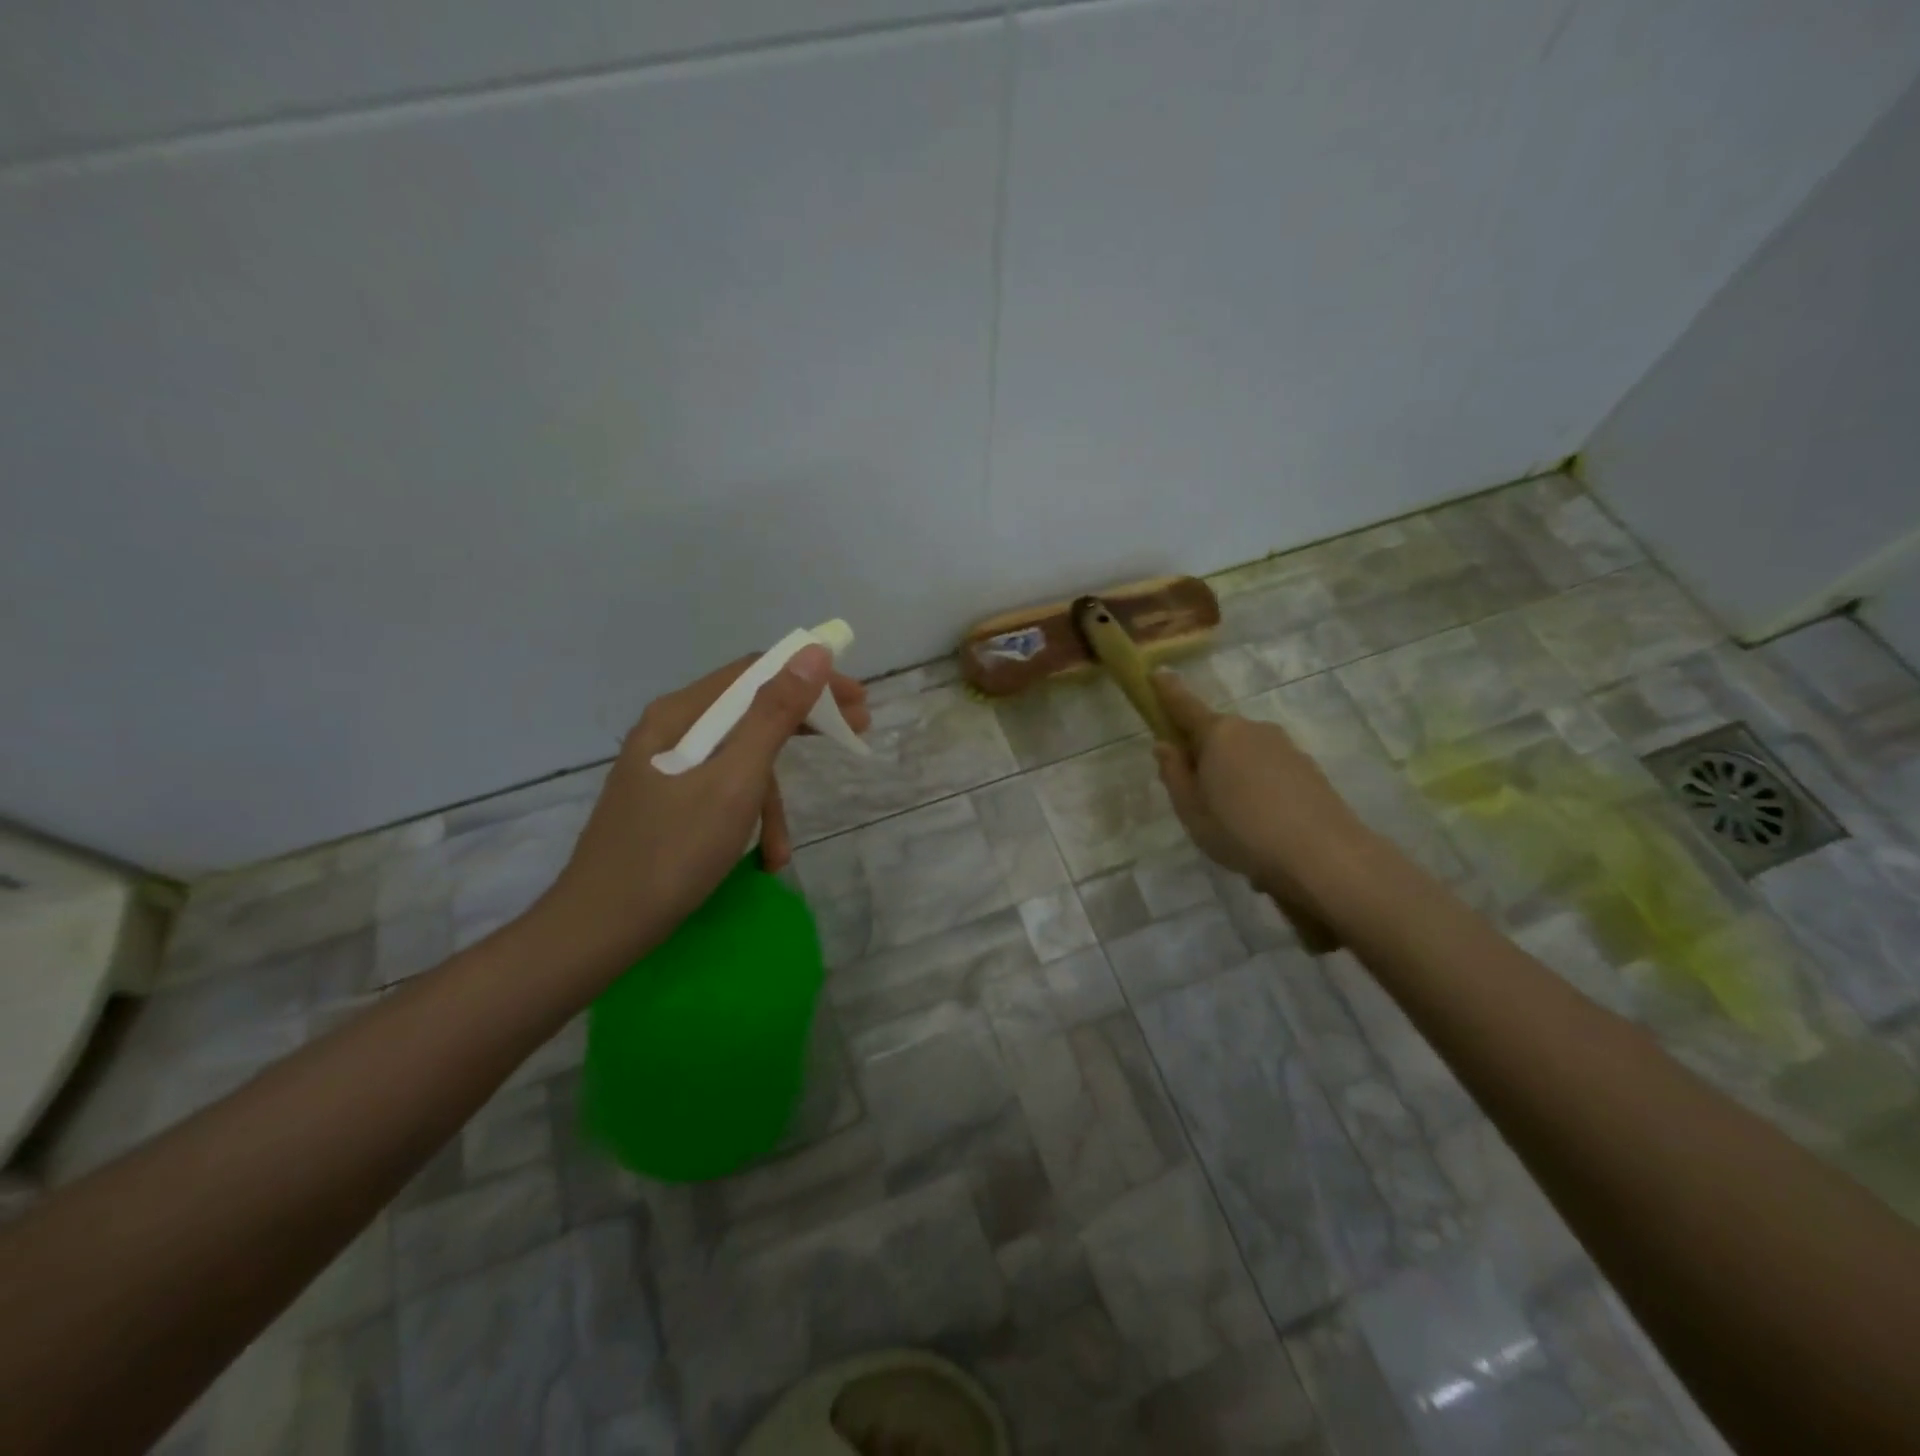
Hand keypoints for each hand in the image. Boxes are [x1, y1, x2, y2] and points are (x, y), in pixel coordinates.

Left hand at [539, 645, 869, 963]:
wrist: (596, 931)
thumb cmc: (671, 853)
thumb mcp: (735, 782)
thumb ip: (774, 716)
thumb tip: (814, 653)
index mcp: (680, 715)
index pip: (756, 673)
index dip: (811, 679)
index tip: (857, 700)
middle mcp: (670, 731)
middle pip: (750, 713)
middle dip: (802, 729)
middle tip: (855, 735)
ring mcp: (666, 770)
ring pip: (739, 762)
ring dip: (771, 802)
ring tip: (782, 851)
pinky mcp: (666, 803)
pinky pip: (721, 794)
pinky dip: (746, 821)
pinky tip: (759, 860)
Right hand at [1150, 668, 1372, 916]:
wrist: (1324, 856)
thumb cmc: (1242, 832)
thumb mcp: (1192, 811)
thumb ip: (1174, 775)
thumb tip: (1165, 745)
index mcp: (1218, 735)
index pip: (1185, 706)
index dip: (1168, 691)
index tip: (1156, 673)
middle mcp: (1252, 730)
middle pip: (1217, 734)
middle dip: (1203, 753)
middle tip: (1197, 795)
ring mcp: (1284, 747)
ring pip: (1245, 754)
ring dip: (1234, 775)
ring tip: (1233, 821)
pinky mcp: (1308, 768)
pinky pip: (1269, 771)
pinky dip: (1259, 788)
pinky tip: (1262, 826)